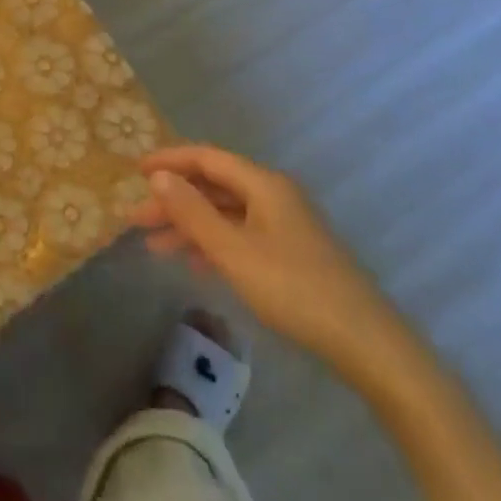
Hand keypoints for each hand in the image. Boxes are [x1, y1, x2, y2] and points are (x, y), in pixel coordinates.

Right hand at [131, 145, 393, 363]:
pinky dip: (213, 244)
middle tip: (136, 218)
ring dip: (190, 225)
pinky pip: (240, 235)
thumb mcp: (234, 251)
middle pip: (214, 186)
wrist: (365, 342)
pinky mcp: (290, 253)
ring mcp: (284, 225)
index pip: (206, 158)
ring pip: (225, 213)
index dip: (169, 160)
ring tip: (154, 246)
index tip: (135, 171)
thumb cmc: (293, 289)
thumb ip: (193, 213)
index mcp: (262, 184)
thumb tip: (159, 176)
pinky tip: (195, 266)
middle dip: (174, 200)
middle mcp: (273, 195)